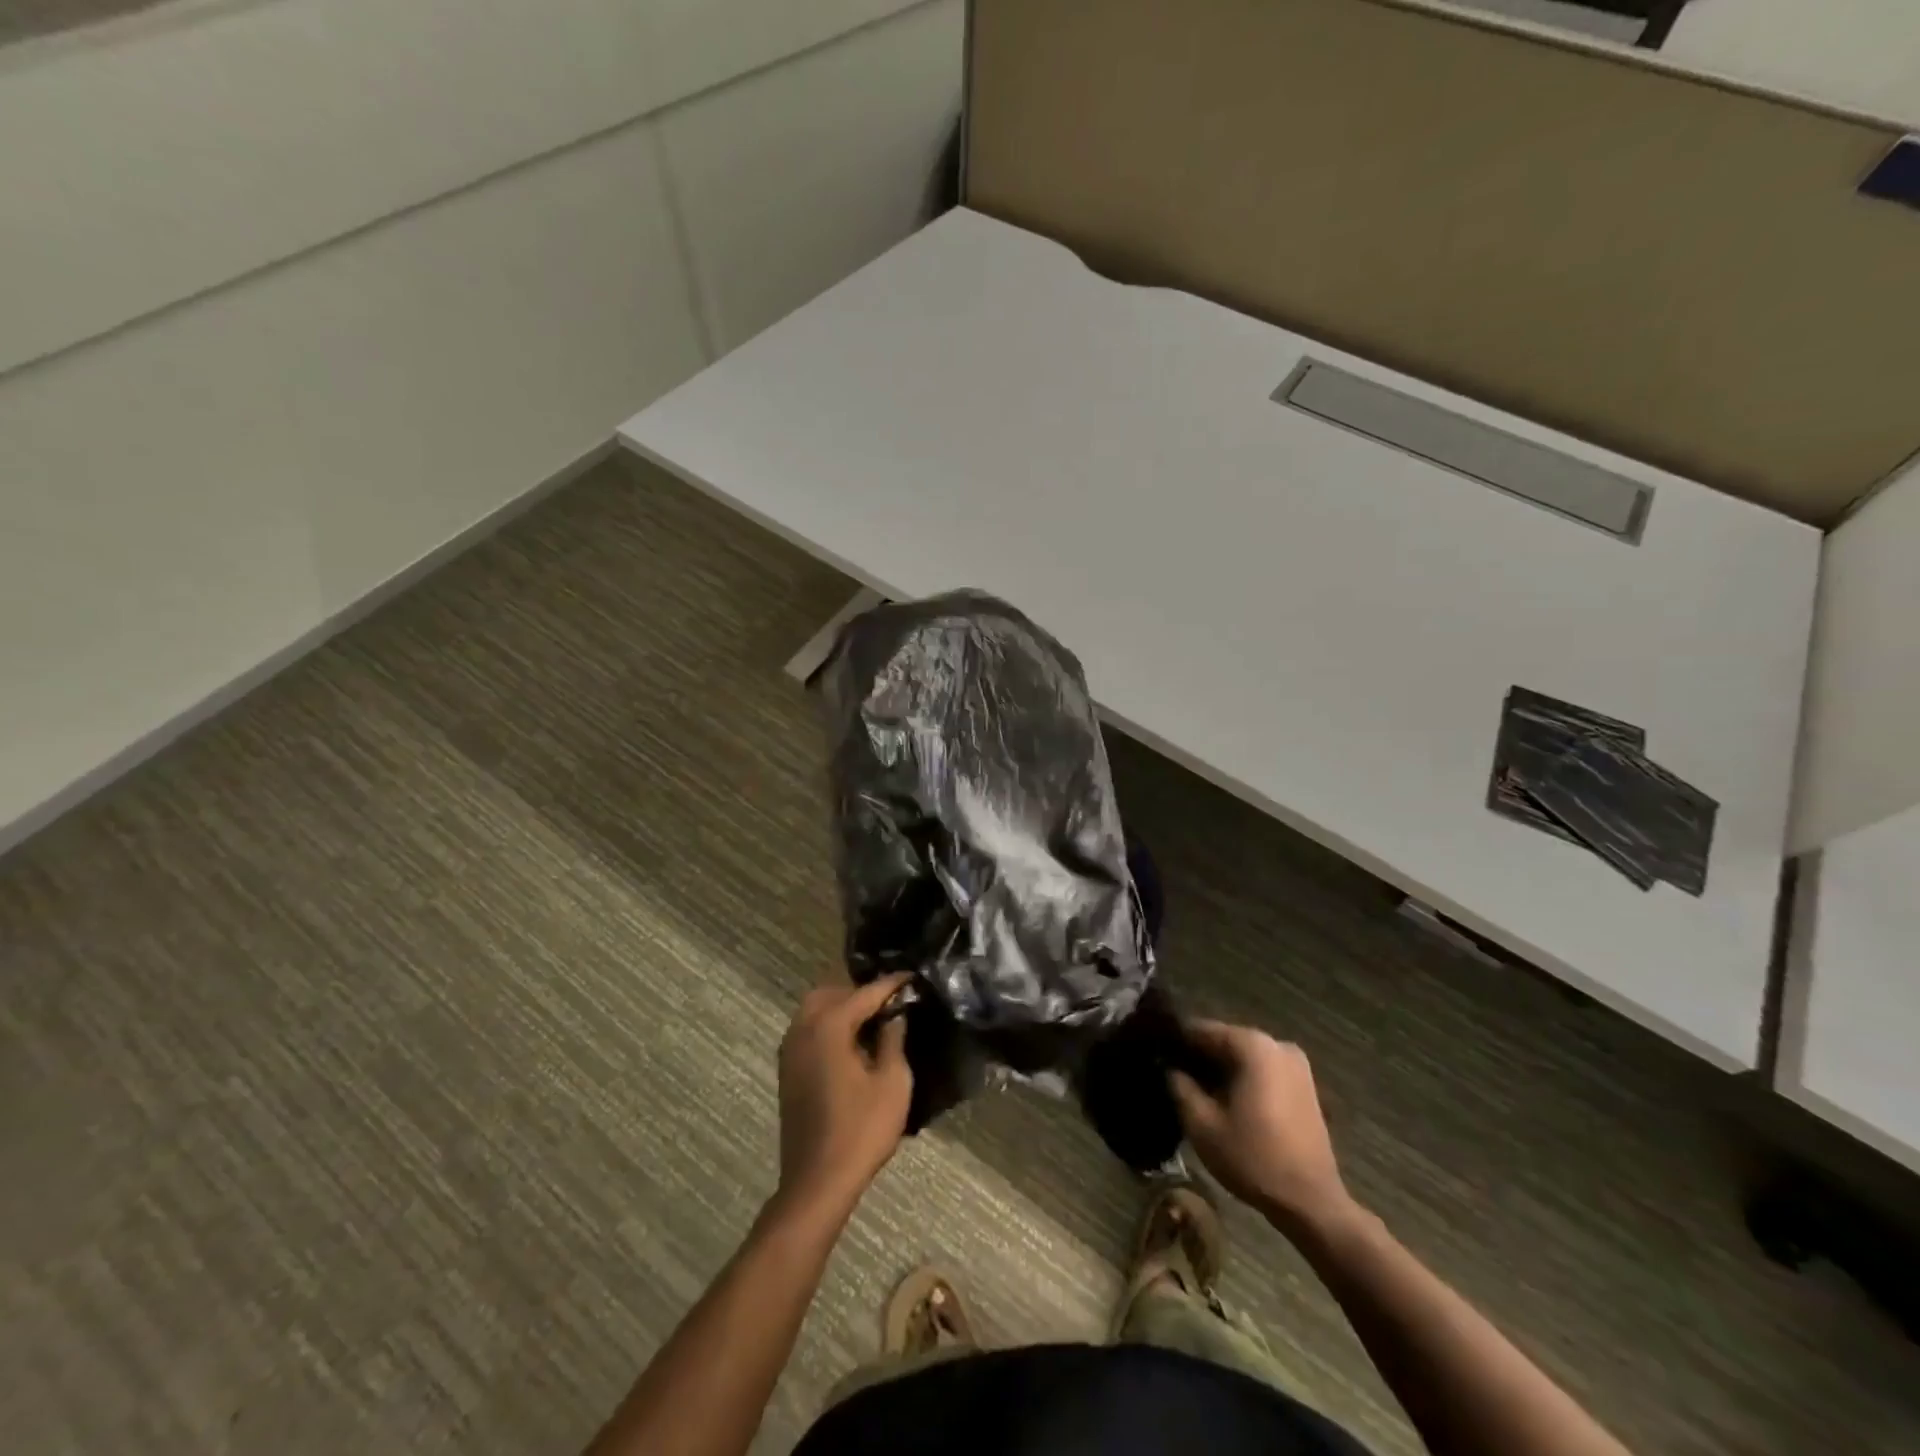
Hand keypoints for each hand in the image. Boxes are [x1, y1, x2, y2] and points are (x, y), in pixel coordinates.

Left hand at [774, 972, 914, 1219]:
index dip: (892, 984)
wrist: (817, 1181)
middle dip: (860, 991)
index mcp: (829, 1025)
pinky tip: (850, 1041)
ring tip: (872, 1018)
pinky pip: (807, 1029)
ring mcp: (790, 1049)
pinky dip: (828, 1024)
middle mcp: (803, 1028)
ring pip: (815, 1009)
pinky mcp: (787, 1069)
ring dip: (841, 1006)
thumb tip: (895, 1015)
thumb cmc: (861, 1130)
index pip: (865, 993)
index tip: (912, 976)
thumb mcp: (893, 1082)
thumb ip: (894, 1039)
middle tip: (890, 1000)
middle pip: (832, 992)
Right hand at [1169, 1020, 1352, 1233]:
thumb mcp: (1202, 1124)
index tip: (1155, 1052)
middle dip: (1198, 1056)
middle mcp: (1277, 1044)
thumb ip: (1180, 1086)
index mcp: (1253, 1046)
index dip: (1176, 1040)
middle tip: (1170, 1073)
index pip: (1202, 1029)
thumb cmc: (1253, 1158)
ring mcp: (1296, 1065)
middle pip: (1225, 1041)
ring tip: (1192, 1088)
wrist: (1312, 1203)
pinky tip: (1223, 1100)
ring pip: (1244, 1057)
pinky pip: (1262, 1071)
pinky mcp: (1304, 1086)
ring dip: (1219, 1069)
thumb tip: (1169, 1067)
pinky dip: (1241, 1079)